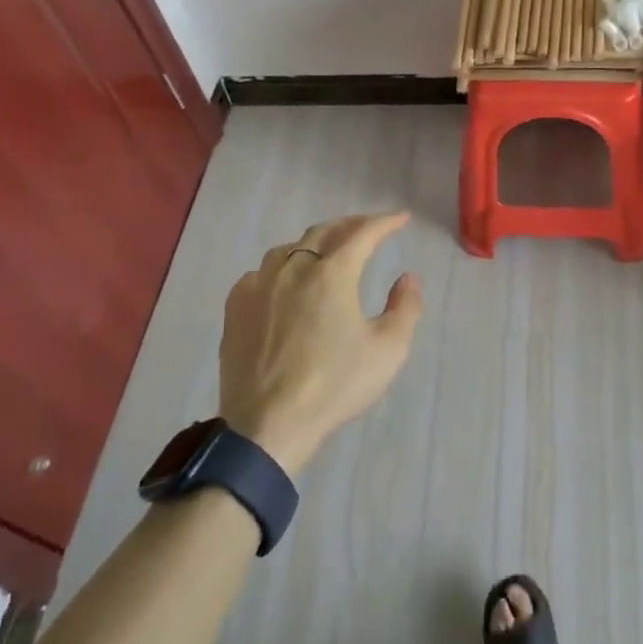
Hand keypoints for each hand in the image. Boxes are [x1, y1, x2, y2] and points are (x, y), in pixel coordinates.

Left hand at [218, 212, 423, 475]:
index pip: (363, 233)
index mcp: (332, 273)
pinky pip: (261, 273)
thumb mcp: (388, 350)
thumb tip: (407, 278)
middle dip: (351, 225)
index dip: (385, 222)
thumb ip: (405, 307)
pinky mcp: (235, 307)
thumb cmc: (334, 385)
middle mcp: (293, 268)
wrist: (268, 425)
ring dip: (314, 243)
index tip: (401, 218)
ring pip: (289, 248)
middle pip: (324, 232)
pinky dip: (281, 267)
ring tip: (328, 251)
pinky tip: (285, 282)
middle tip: (369, 228)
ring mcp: (259, 285)